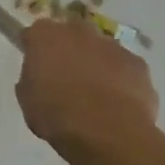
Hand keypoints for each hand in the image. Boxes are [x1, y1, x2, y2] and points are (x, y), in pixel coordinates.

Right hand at [16, 18, 159, 154]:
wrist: (107, 132)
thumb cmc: (56, 115)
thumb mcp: (27, 100)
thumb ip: (31, 80)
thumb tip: (39, 77)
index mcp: (45, 36)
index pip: (35, 33)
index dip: (34, 49)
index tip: (35, 66)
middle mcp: (78, 32)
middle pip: (70, 34)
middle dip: (68, 50)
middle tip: (65, 78)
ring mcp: (112, 46)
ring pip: (100, 50)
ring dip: (96, 64)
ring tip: (95, 95)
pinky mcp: (137, 63)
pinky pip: (124, 67)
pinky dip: (120, 79)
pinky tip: (118, 103)